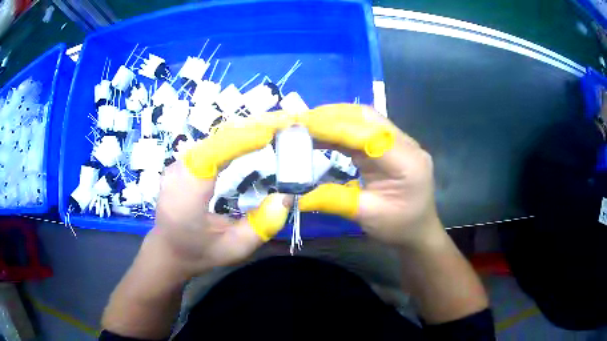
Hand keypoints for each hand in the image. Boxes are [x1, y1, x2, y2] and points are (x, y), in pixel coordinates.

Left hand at [146, 114, 293, 280]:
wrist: (167, 251)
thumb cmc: (199, 253)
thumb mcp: (235, 248)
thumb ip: (263, 225)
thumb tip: (287, 196)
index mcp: (186, 194)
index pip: (213, 153)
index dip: (242, 139)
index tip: (271, 133)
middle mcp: (177, 172)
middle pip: (215, 141)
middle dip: (248, 132)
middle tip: (279, 130)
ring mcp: (176, 165)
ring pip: (212, 141)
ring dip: (241, 134)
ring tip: (269, 134)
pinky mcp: (181, 165)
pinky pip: (208, 147)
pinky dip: (230, 142)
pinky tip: (248, 144)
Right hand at [299, 104, 442, 246]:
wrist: (419, 230)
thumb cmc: (399, 227)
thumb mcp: (368, 216)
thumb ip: (335, 201)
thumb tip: (299, 197)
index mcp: (407, 162)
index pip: (369, 135)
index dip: (336, 128)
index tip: (305, 126)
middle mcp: (405, 145)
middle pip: (368, 118)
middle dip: (333, 115)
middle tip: (302, 121)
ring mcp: (399, 142)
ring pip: (365, 119)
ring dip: (335, 118)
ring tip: (307, 124)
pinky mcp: (389, 146)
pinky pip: (363, 130)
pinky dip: (341, 129)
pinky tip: (322, 134)